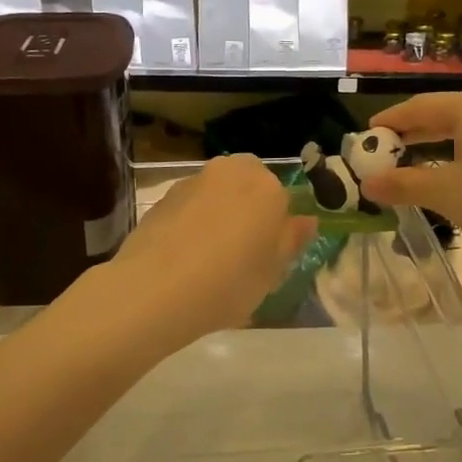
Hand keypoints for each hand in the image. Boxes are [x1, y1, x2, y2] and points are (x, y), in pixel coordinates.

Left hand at [109, 154, 316, 343]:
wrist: (155, 289)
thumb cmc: (229, 282)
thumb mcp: (273, 272)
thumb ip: (291, 240)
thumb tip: (306, 220)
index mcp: (267, 186)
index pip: (282, 197)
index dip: (276, 226)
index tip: (268, 254)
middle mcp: (230, 171)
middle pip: (248, 185)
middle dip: (247, 209)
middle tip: (242, 251)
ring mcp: (192, 181)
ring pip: (216, 193)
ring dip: (217, 214)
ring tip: (209, 258)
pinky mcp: (162, 197)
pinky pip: (188, 207)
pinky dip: (191, 223)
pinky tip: (184, 257)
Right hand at [360, 88, 461, 264]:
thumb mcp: (444, 193)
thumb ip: (403, 184)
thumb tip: (367, 184)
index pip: (420, 107)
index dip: (391, 121)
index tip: (367, 134)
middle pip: (446, 113)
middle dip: (414, 131)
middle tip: (385, 148)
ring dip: (440, 142)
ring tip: (415, 157)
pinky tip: (455, 169)